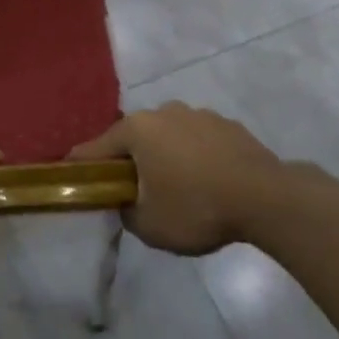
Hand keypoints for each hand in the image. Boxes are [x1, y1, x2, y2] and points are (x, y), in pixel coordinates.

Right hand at [72, 103, 316, 255]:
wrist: (267, 198)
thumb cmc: (197, 208)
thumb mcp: (148, 225)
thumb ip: (126, 211)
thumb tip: (127, 202)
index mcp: (137, 130)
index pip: (96, 147)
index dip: (82, 164)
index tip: (71, 174)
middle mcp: (164, 112)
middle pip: (134, 138)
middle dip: (130, 160)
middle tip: (132, 188)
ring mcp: (199, 115)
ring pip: (169, 137)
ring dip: (165, 156)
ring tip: (176, 187)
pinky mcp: (228, 125)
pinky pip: (199, 142)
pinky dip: (195, 157)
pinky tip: (206, 182)